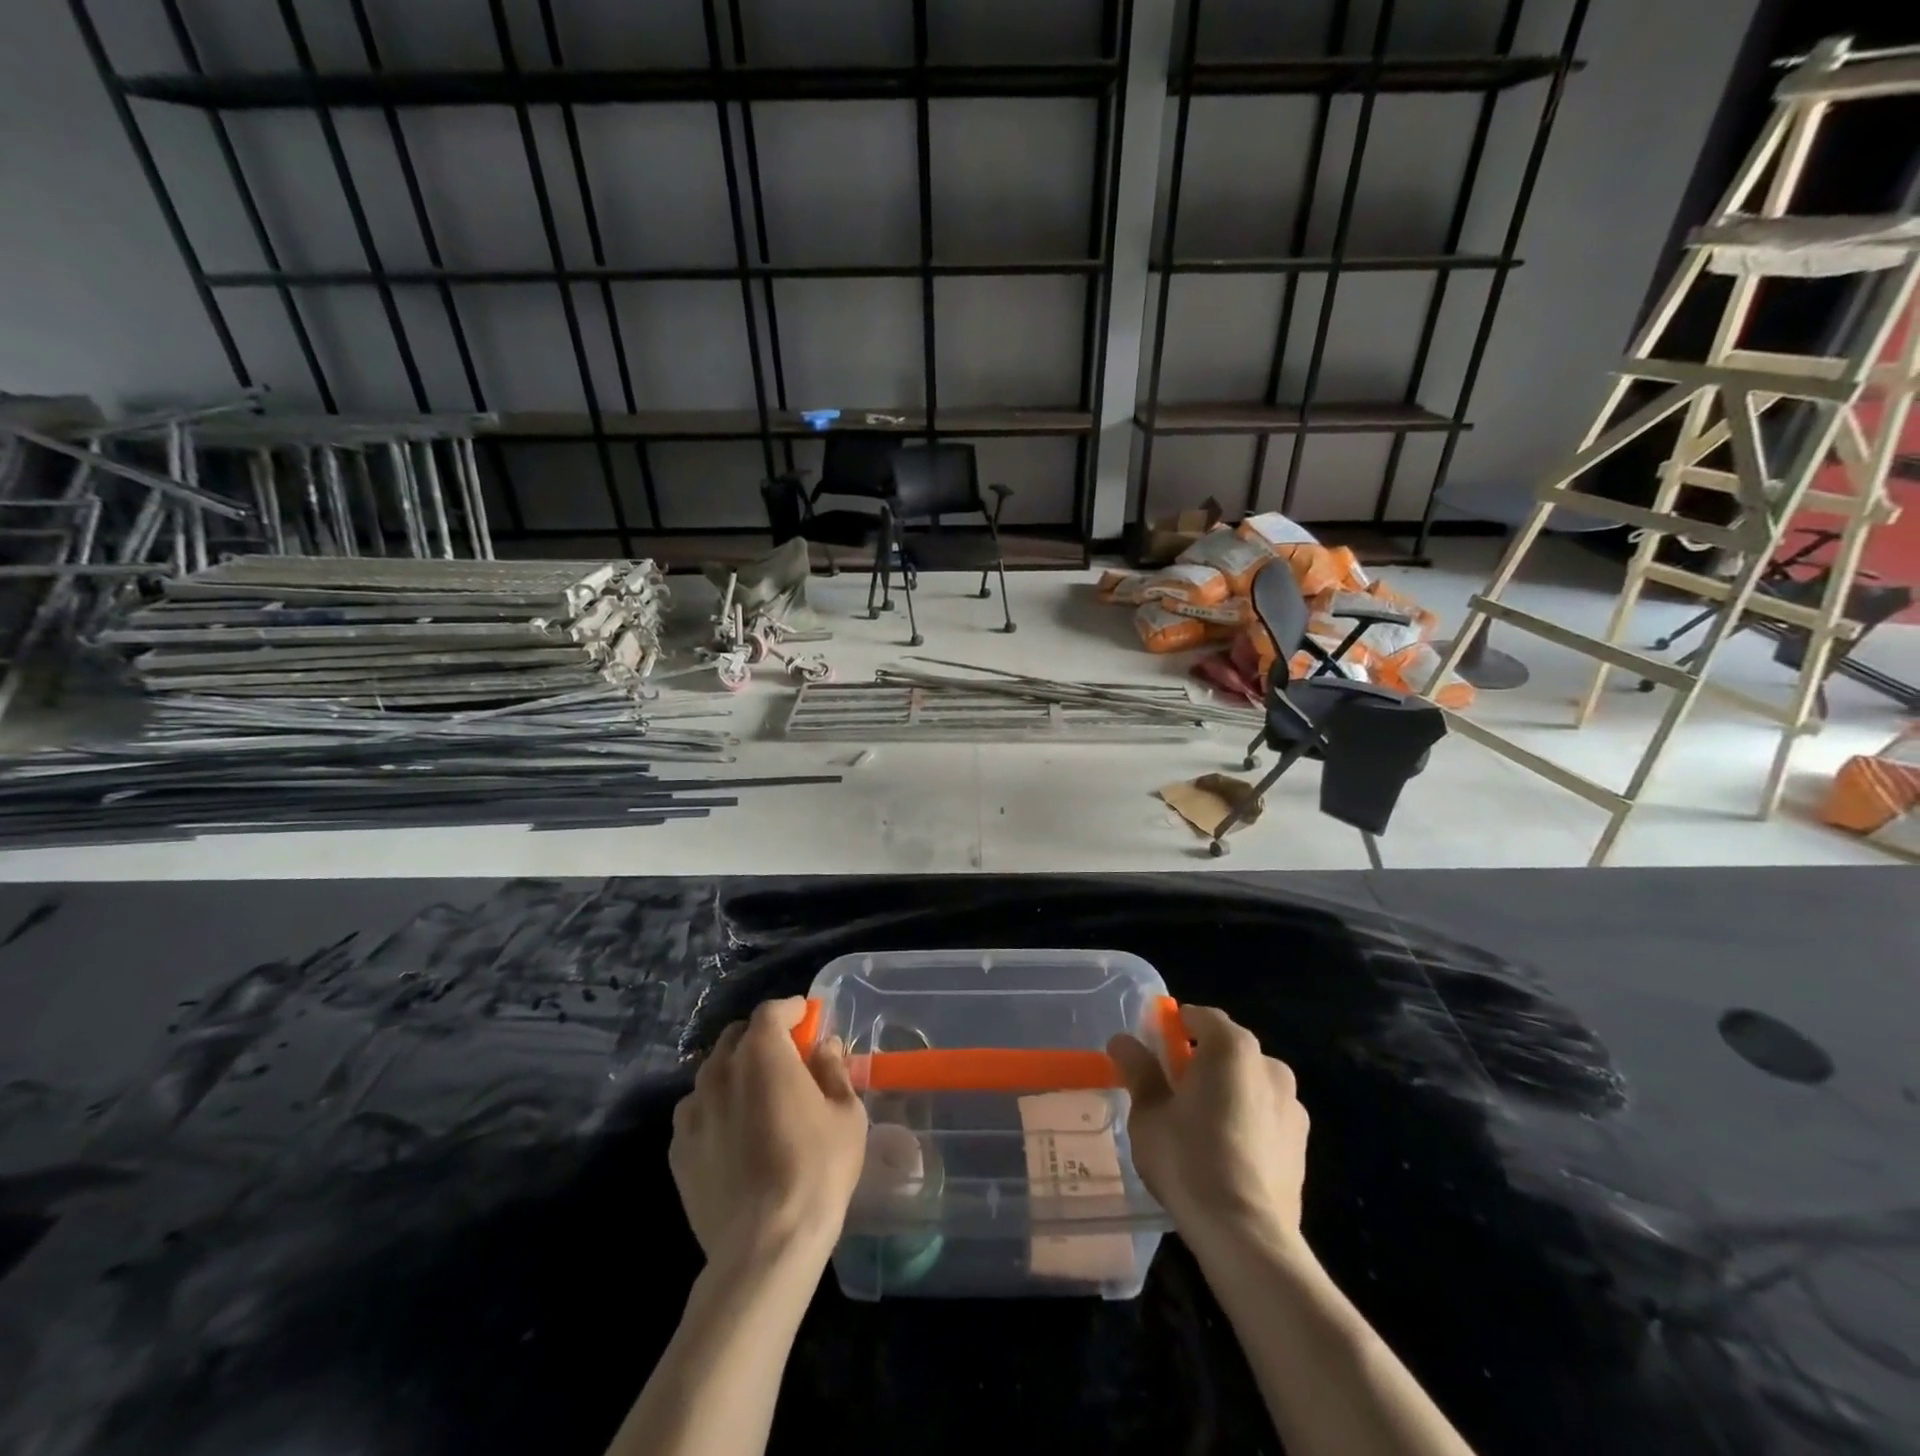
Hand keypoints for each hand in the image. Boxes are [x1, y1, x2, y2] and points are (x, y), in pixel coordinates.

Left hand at [671, 998, 868, 1272]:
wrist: (764, 1246)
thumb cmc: (816, 1170)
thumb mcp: (846, 1114)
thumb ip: (833, 1070)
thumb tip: (823, 1046)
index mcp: (762, 1054)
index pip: (772, 1011)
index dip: (792, 1010)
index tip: (809, 1019)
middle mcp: (720, 1071)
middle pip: (738, 1036)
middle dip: (763, 1037)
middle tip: (788, 1058)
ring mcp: (692, 1110)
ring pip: (713, 1072)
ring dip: (737, 1071)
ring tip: (758, 1097)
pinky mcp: (677, 1149)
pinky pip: (697, 1111)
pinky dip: (716, 1108)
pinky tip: (734, 1134)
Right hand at [1109, 1005, 1308, 1250]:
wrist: (1247, 1236)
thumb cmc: (1189, 1159)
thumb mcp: (1148, 1112)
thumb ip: (1138, 1070)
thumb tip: (1123, 1041)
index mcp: (1232, 1047)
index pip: (1198, 1017)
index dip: (1172, 1028)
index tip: (1152, 1052)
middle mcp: (1269, 1065)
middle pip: (1226, 1049)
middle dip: (1199, 1062)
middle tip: (1169, 1092)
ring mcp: (1292, 1106)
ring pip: (1248, 1084)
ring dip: (1225, 1093)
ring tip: (1198, 1128)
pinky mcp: (1302, 1145)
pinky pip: (1264, 1116)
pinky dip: (1245, 1122)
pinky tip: (1225, 1155)